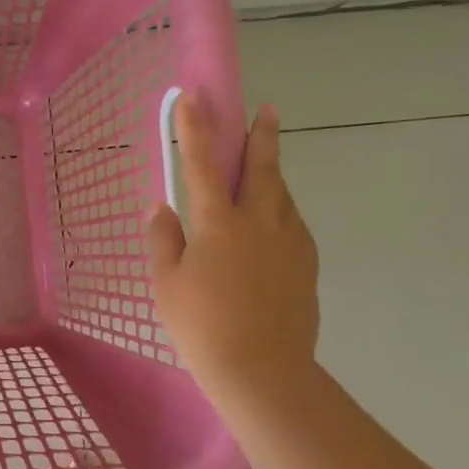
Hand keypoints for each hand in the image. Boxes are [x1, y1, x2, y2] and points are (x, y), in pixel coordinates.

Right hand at [147, 96, 319, 401]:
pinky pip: (293, 224)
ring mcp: (289, 243)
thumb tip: (162, 208)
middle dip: (261, 136)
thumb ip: (164, 240)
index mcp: (219, 224)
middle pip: (262, 169)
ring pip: (283, 195)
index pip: (203, 165)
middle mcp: (260, 223)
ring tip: (267, 164)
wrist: (262, 370)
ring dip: (274, 173)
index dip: (196, 129)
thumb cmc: (202, 326)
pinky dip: (282, 210)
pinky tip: (275, 221)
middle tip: (268, 110)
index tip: (193, 98)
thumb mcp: (167, 284)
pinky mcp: (306, 266)